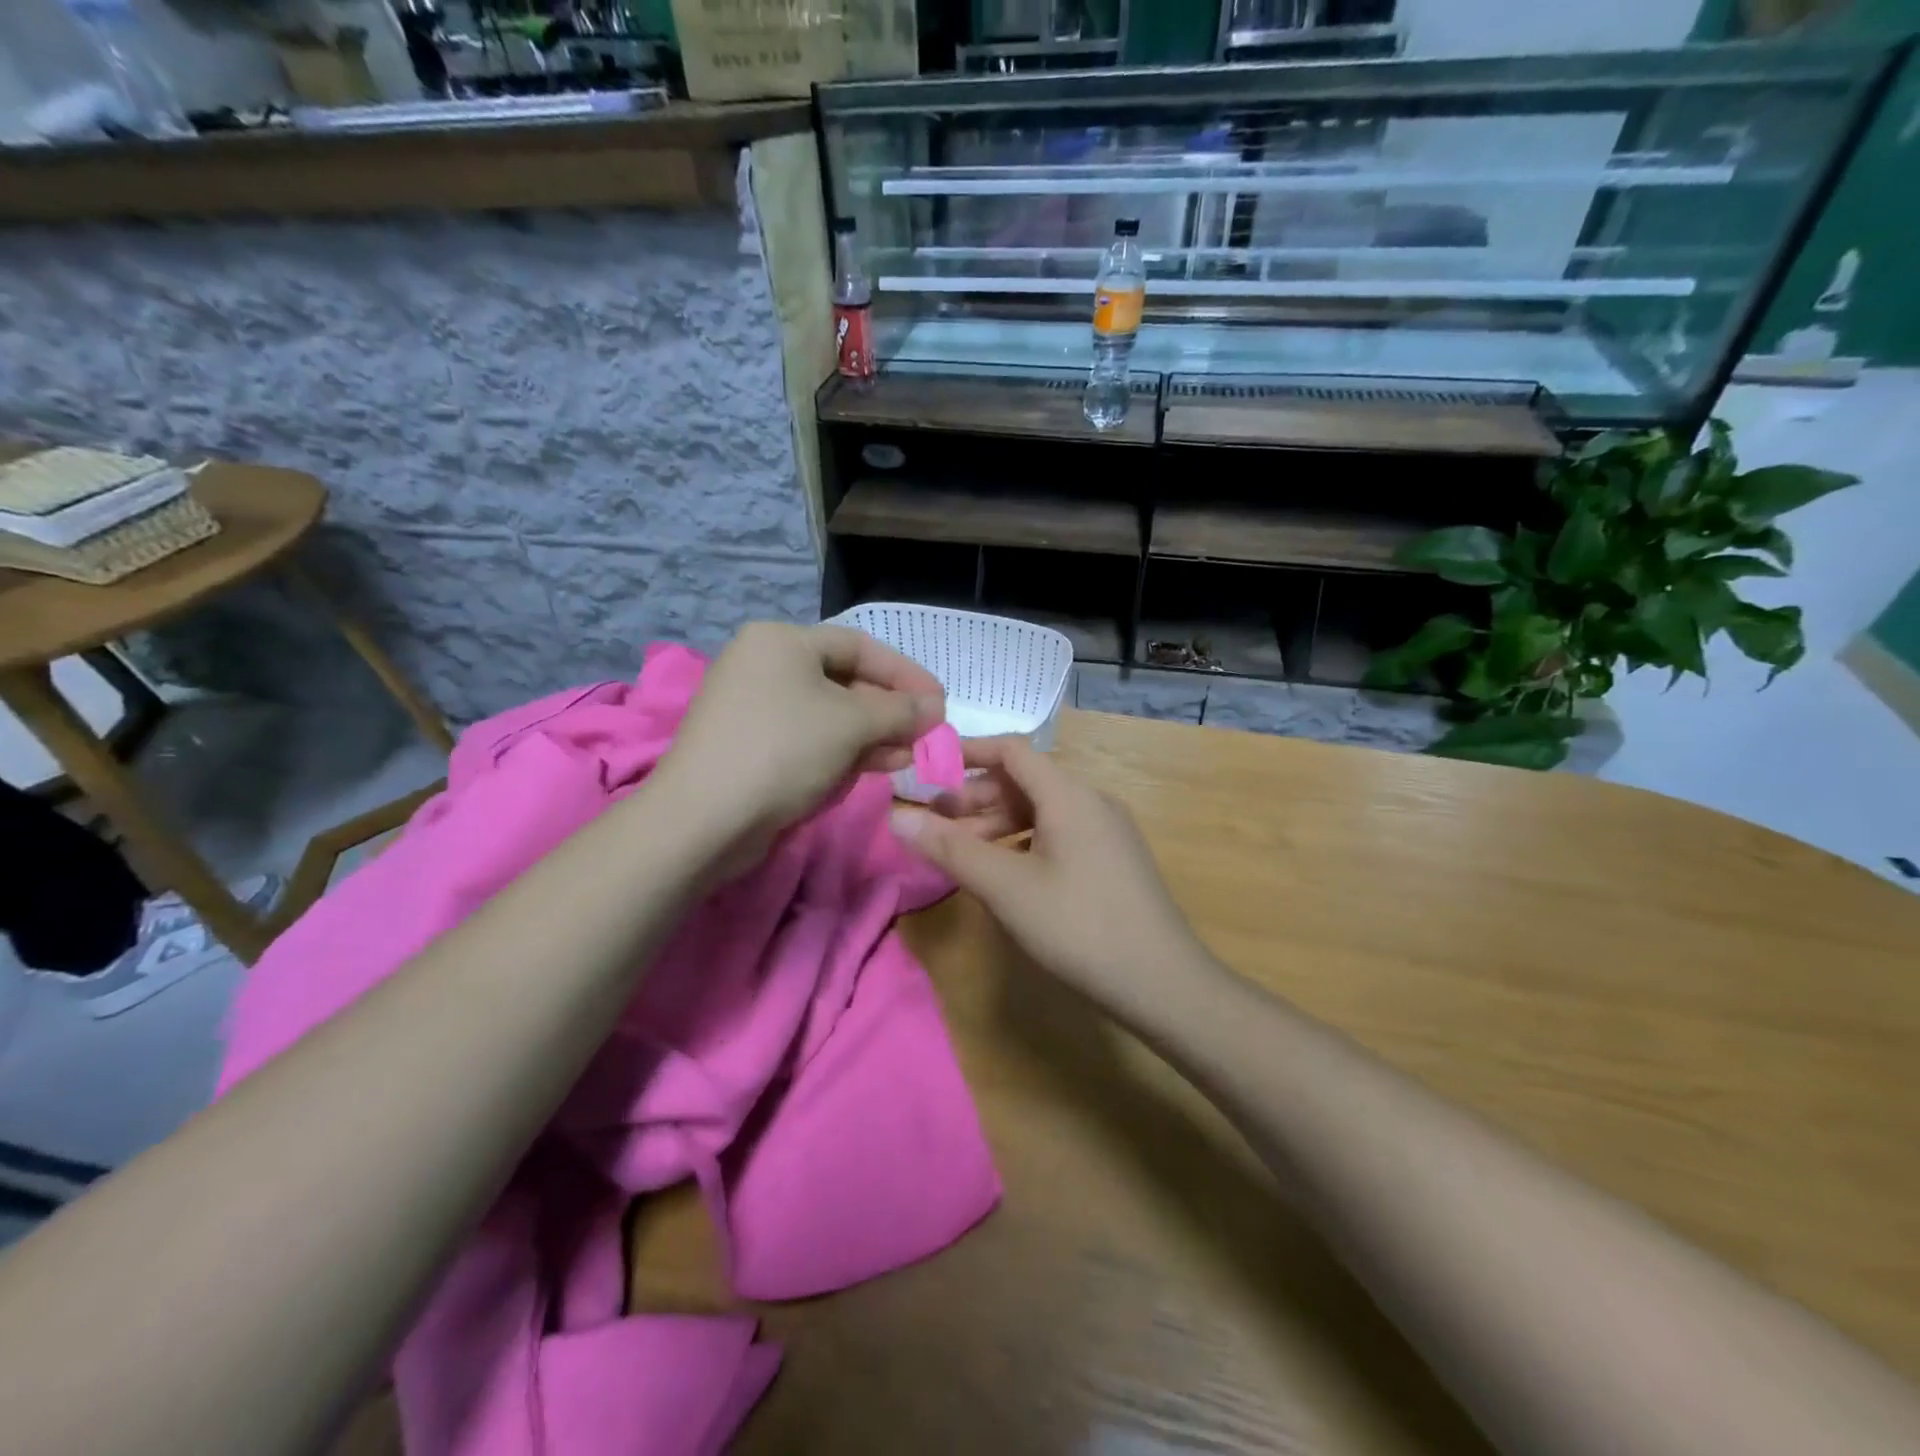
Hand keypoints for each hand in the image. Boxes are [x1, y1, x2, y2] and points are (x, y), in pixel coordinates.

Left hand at [653, 623, 944, 865]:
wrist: (703, 820)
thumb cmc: (782, 750)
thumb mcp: (851, 724)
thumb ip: (900, 711)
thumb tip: (936, 708)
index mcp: (782, 641)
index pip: (860, 646)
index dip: (905, 674)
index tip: (940, 702)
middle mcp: (765, 665)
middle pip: (845, 681)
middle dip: (889, 710)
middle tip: (925, 735)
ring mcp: (755, 708)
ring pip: (829, 715)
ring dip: (872, 735)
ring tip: (907, 757)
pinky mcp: (753, 747)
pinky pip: (809, 739)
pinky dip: (843, 751)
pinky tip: (874, 768)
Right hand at [890, 737, 1210, 1004]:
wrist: (1164, 984)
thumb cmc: (1078, 927)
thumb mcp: (1006, 887)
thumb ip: (950, 848)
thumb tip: (896, 816)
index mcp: (1069, 794)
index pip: (1011, 750)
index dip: (967, 753)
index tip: (927, 772)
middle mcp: (1092, 801)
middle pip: (1025, 781)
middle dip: (976, 799)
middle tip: (936, 827)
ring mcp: (1107, 831)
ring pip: (1042, 811)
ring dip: (998, 824)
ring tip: (963, 854)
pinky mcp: (1113, 860)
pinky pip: (1060, 834)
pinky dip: (1024, 843)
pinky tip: (1006, 874)